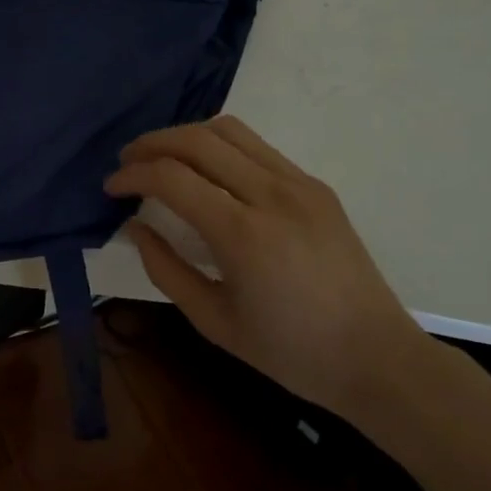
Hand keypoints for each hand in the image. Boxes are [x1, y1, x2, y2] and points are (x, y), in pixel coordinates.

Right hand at [105, 116, 428, 419]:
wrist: (379, 360)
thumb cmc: (291, 352)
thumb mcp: (214, 322)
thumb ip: (166, 269)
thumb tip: (135, 226)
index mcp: (244, 235)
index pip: (172, 178)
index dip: (132, 175)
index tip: (111, 188)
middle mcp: (272, 195)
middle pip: (197, 140)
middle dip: (151, 143)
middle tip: (127, 161)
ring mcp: (299, 184)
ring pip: (228, 130)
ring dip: (185, 135)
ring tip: (162, 156)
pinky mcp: (316, 186)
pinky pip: (256, 147)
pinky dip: (219, 145)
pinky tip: (207, 170)